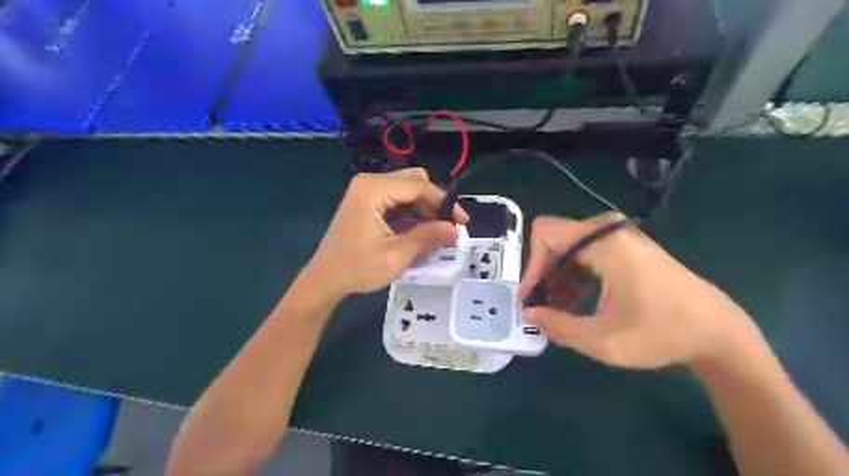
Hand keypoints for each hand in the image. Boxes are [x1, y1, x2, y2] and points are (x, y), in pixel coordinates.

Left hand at [302, 167, 466, 299]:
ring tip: (437, 231)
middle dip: (435, 202)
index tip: (462, 222)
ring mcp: (366, 190)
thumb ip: (427, 238)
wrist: (324, 279)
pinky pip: (397, 198)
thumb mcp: (396, 255)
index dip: (444, 202)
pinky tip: (420, 229)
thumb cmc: (356, 269)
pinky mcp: (366, 200)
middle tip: (447, 226)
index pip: (419, 186)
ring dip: (425, 207)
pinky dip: (412, 211)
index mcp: (373, 190)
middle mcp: (369, 182)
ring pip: (407, 189)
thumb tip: (455, 230)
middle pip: (414, 181)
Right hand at [522, 214, 765, 370]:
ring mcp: (621, 238)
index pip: (546, 234)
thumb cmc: (662, 334)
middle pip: (556, 240)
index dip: (532, 266)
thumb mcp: (603, 340)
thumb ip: (558, 326)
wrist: (718, 333)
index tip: (531, 298)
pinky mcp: (628, 248)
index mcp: (604, 243)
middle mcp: (610, 231)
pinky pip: (587, 253)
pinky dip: (575, 276)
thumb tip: (530, 314)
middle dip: (544, 274)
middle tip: (541, 306)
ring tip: (559, 311)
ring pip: (570, 247)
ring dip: (559, 278)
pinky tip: (578, 304)